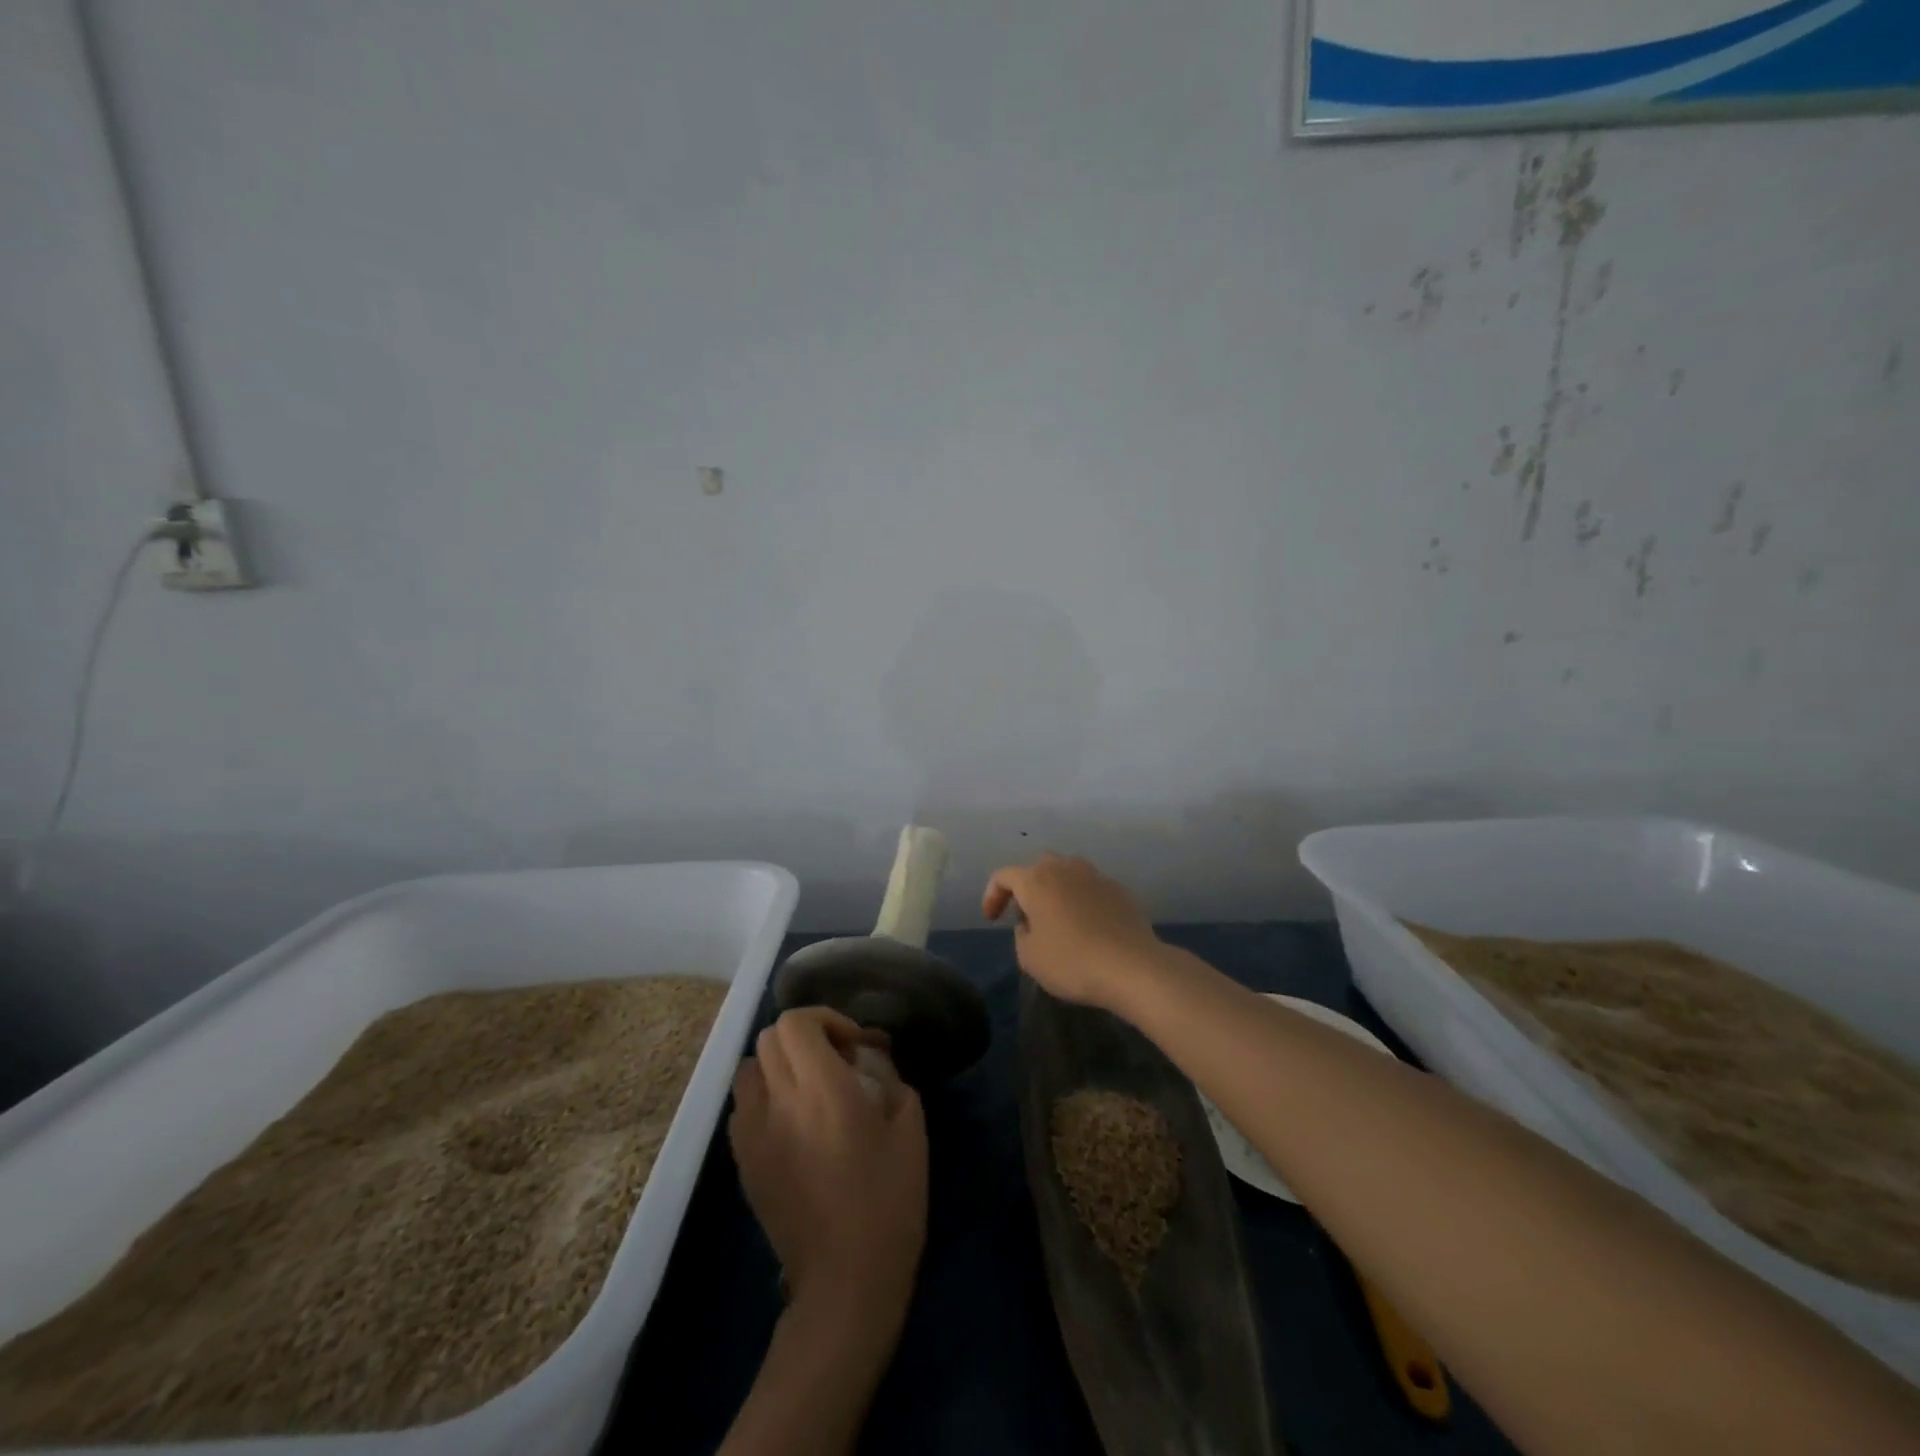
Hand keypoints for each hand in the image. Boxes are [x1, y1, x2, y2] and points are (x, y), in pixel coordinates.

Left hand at [729, 1007, 927, 1324]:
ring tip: (808, 1089)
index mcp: (822, 1089)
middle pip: (770, 1038)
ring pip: (749, 1069)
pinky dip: (764, 1098)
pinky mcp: (743, 1163)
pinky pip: (743, 1108)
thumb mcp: (909, 1128)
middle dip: (804, 1037)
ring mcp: (753, 1134)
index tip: (853, 1044)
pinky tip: (791, 1124)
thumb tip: (870, 1058)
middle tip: (836, 1061)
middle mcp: (779, 1102)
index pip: (797, 1023)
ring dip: (778, 1065)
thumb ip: (889, 1078)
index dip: (825, 1019)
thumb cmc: (888, 1201)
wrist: (844, 1281)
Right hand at [982, 854, 1164, 1011]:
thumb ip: (1021, 934)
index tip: (992, 920)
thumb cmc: (1072, 962)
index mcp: (1036, 880)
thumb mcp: (1029, 957)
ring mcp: (1095, 876)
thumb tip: (1030, 923)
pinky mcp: (1119, 890)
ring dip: (1057, 890)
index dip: (992, 896)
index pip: (1003, 876)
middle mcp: (1065, 868)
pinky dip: (1082, 901)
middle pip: (1038, 867)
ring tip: (1058, 919)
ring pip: (1067, 873)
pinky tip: (1088, 927)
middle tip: (1026, 916)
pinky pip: (1091, 888)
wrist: (1132, 967)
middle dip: (1027, 887)